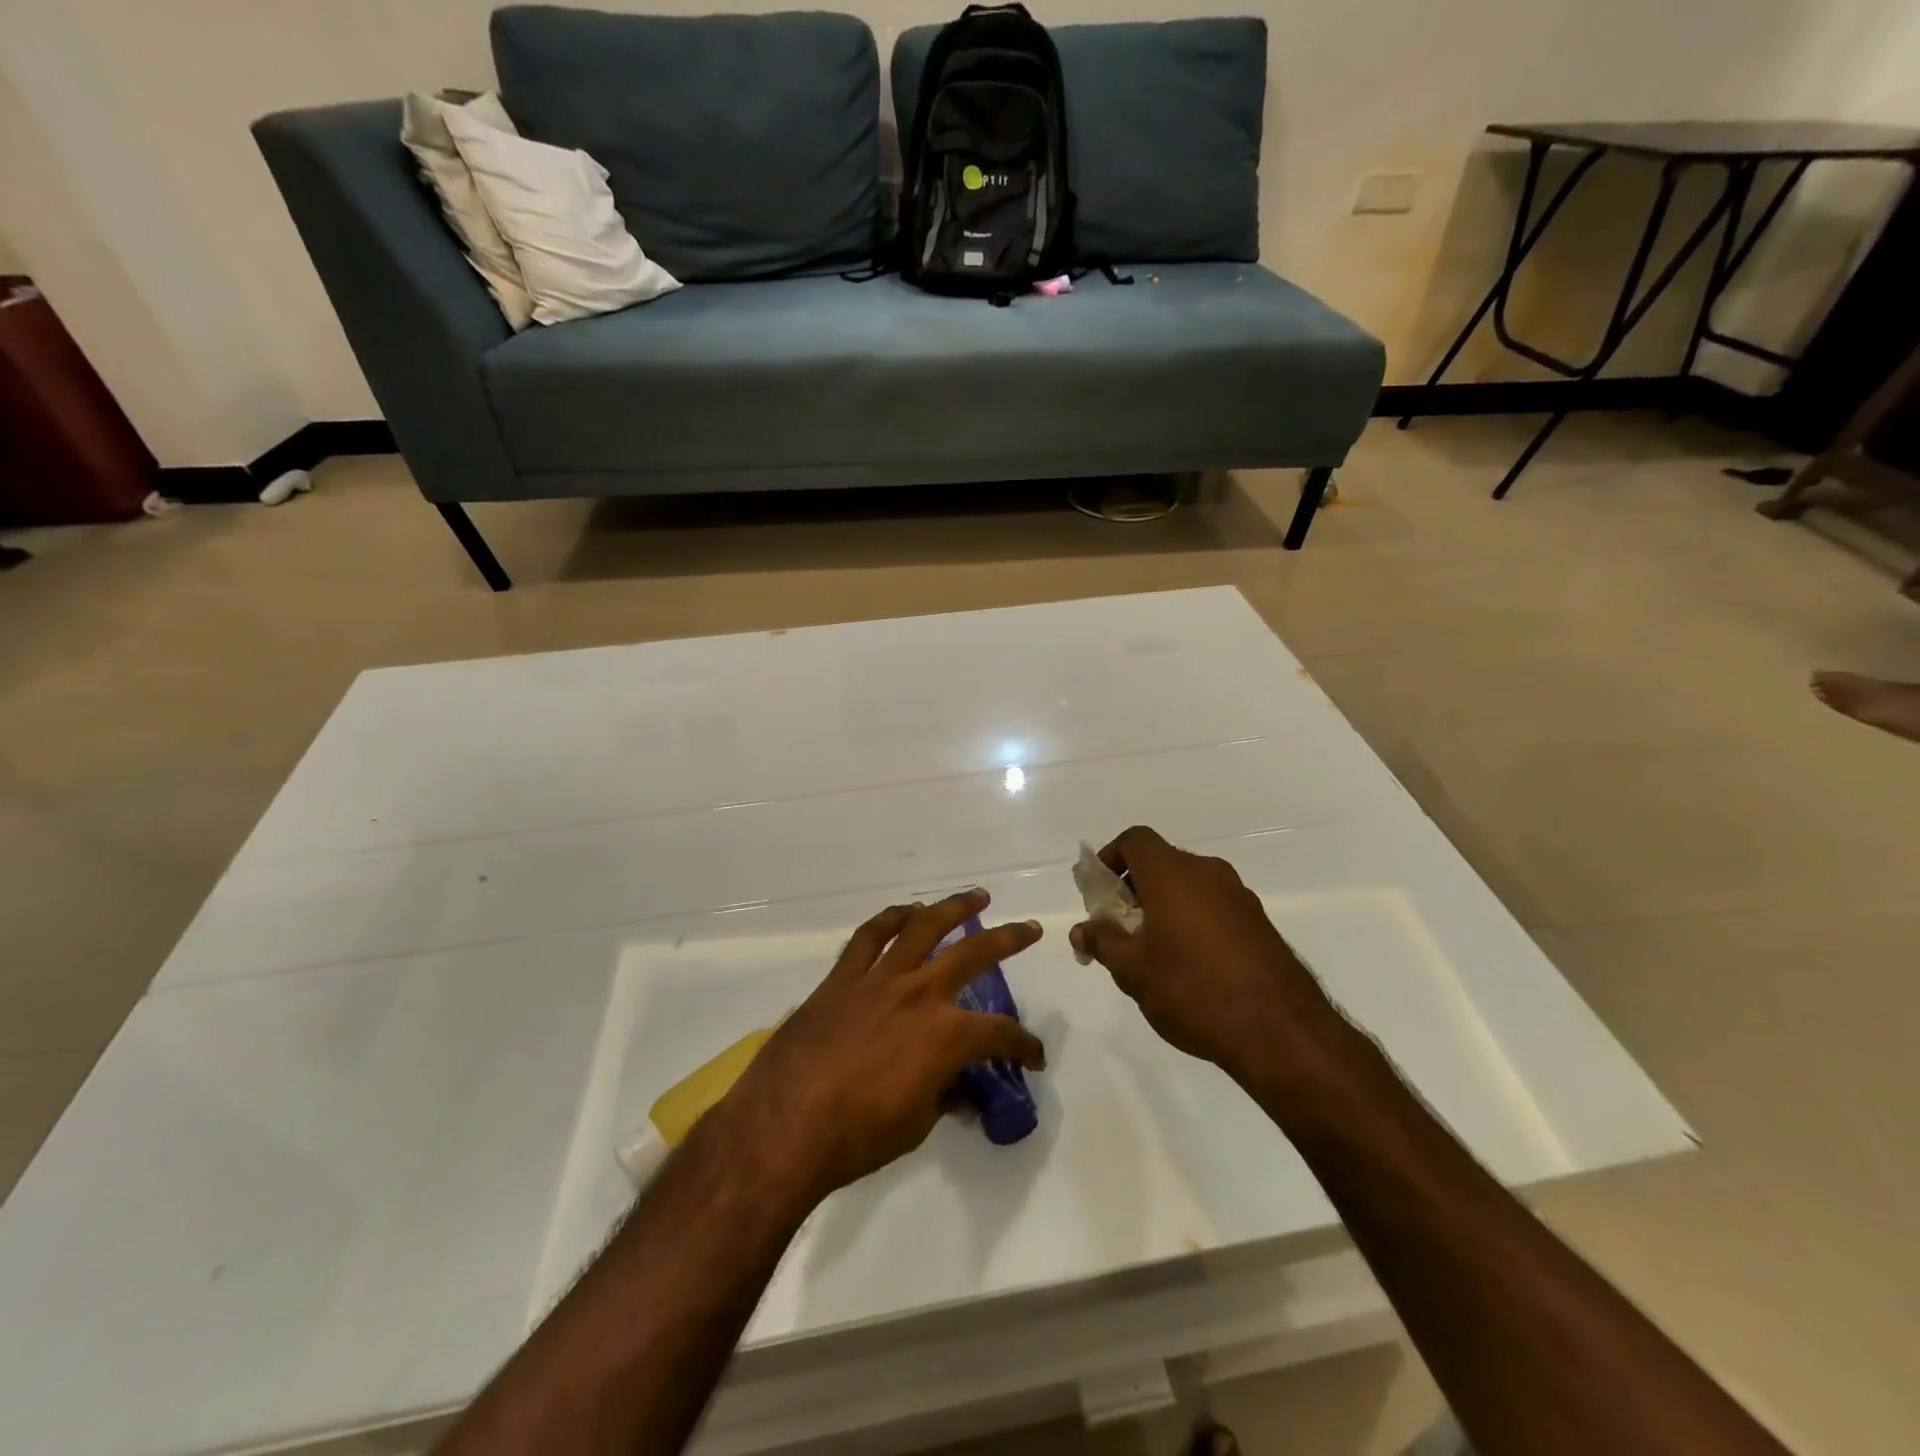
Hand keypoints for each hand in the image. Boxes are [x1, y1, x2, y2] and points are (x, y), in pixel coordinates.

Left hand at [716, 890, 1045, 1205]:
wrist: (784, 1126)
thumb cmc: (856, 1136)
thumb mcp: (917, 1123)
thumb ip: (941, 1092)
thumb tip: (953, 1083)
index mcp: (946, 1035)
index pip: (1000, 1034)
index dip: (1024, 1045)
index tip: (1033, 1057)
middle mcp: (920, 993)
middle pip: (975, 953)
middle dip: (1009, 939)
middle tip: (1030, 928)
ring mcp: (880, 978)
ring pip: (924, 927)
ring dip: (954, 907)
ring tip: (976, 897)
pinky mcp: (843, 977)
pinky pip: (870, 937)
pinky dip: (891, 918)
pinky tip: (907, 911)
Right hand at [1069, 826, 1339, 1084]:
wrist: (1282, 1033)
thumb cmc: (1193, 990)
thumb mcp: (1133, 971)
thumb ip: (1103, 942)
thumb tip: (1082, 929)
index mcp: (1173, 873)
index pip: (1135, 840)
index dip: (1111, 856)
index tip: (1099, 890)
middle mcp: (1208, 873)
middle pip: (1162, 862)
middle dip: (1134, 888)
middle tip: (1119, 927)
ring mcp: (1239, 897)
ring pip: (1189, 887)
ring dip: (1164, 907)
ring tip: (1152, 952)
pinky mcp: (1260, 924)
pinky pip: (1214, 908)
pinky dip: (1192, 922)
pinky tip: (1190, 967)